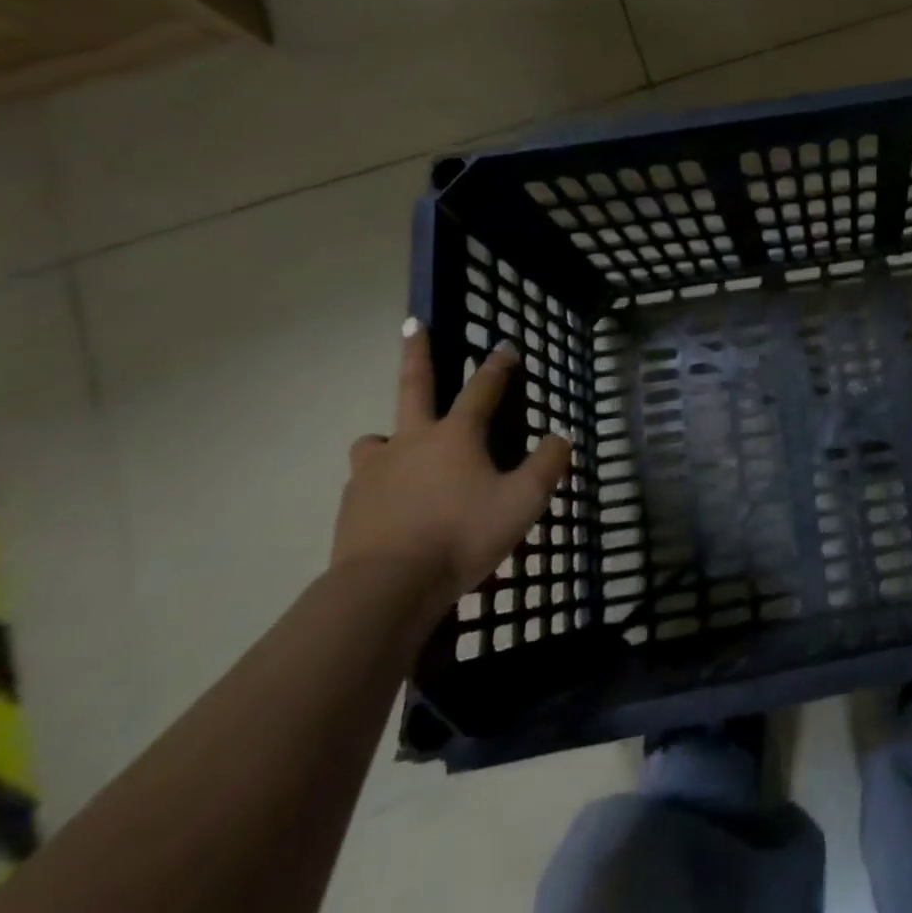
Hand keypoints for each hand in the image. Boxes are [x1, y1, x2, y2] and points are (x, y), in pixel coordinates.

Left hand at [332, 321, 570, 616]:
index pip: (483, 388)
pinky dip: (380, 481)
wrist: (386, 589)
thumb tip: (559, 438)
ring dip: (389, 434)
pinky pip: (366, 480)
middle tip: (414, 324)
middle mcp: (413, 440)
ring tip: (399, 448)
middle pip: (414, 385)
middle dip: (418, 352)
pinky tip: (391, 502)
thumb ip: (548, 465)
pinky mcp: (352, 504)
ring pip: (377, 438)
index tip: (506, 347)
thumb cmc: (462, 536)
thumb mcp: (525, 502)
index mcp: (457, 435)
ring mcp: (376, 471)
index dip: (498, 366)